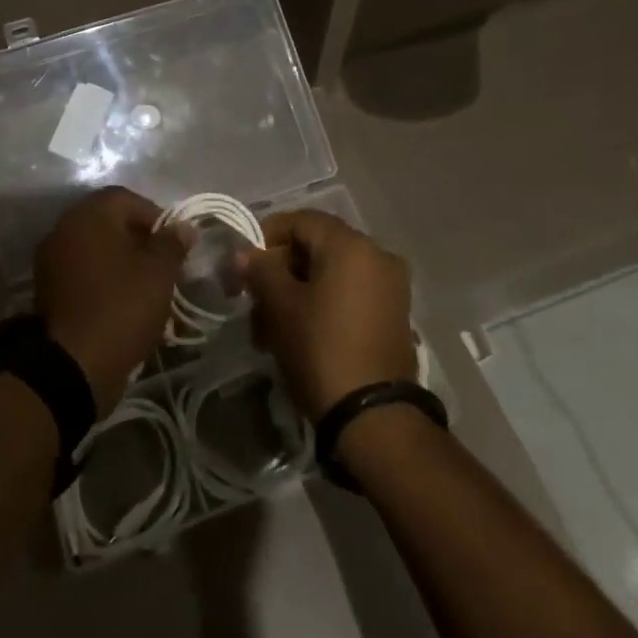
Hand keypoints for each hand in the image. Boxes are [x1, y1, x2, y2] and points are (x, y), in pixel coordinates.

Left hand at [34, 187, 187, 413]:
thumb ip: (172, 243)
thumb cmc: (121, 307)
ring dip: (120, 259)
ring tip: (145, 285)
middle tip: (161, 264)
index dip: (155, 216)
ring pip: (95, 248)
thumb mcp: (159, 273)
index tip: (174, 243)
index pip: (127, 199)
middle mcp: (65, 227)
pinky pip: (82, 271)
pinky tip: (121, 301)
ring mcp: (51, 258)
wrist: (73, 365)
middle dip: (138, 238)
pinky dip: (102, 279)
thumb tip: (183, 227)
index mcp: (90, 215)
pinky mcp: (48, 288)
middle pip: (108, 221)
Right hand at [240, 210, 416, 419]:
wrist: (374, 417)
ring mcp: (390, 285)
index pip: (300, 220)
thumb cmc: (321, 348)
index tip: (244, 263)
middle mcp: (377, 254)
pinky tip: (299, 331)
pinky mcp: (394, 314)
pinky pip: (350, 292)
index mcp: (351, 244)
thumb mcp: (281, 306)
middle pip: (317, 245)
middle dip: (280, 267)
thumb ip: (260, 269)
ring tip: (270, 325)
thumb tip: (245, 253)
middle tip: (254, 296)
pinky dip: (323, 302)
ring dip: (298, 289)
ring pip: (331, 272)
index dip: (267, 235)